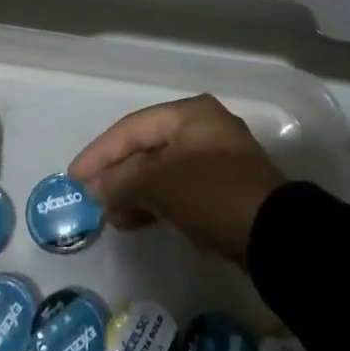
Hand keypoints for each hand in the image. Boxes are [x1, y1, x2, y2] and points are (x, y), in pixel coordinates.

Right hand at [67, 95, 285, 263]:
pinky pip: (178, 189)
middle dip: (117, 173)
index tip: (74, 177)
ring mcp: (216, 159)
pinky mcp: (224, 190)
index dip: (100, 152)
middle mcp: (203, 128)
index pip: (132, 127)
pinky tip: (137, 220)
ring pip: (162, 170)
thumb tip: (97, 189)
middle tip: (91, 198)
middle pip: (147, 147)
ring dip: (134, 191)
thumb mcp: (159, 183)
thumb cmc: (212, 194)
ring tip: (111, 216)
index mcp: (189, 114)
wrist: (276, 236)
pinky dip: (156, 201)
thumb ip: (121, 181)